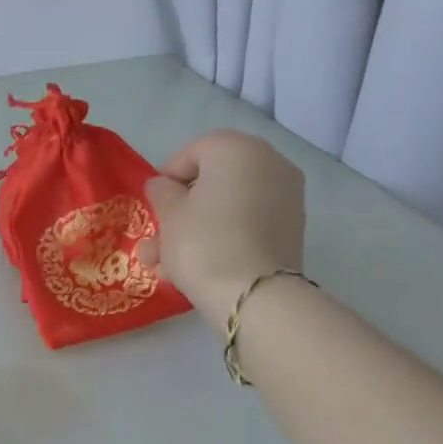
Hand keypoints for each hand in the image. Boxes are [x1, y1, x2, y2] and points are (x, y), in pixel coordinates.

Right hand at [138, 131, 305, 320]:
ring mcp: (285, 198)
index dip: (168, 176)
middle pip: (213, 181)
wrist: (253, 294)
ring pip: (227, 208)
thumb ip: (162, 192)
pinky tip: (190, 270)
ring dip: (194, 231)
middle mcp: (269, 164)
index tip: (153, 204)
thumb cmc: (202, 241)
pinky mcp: (289, 230)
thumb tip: (164, 186)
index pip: (195, 151)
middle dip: (180, 210)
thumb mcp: (169, 214)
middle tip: (157, 237)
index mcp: (237, 149)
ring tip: (162, 264)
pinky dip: (220, 239)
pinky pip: (245, 225)